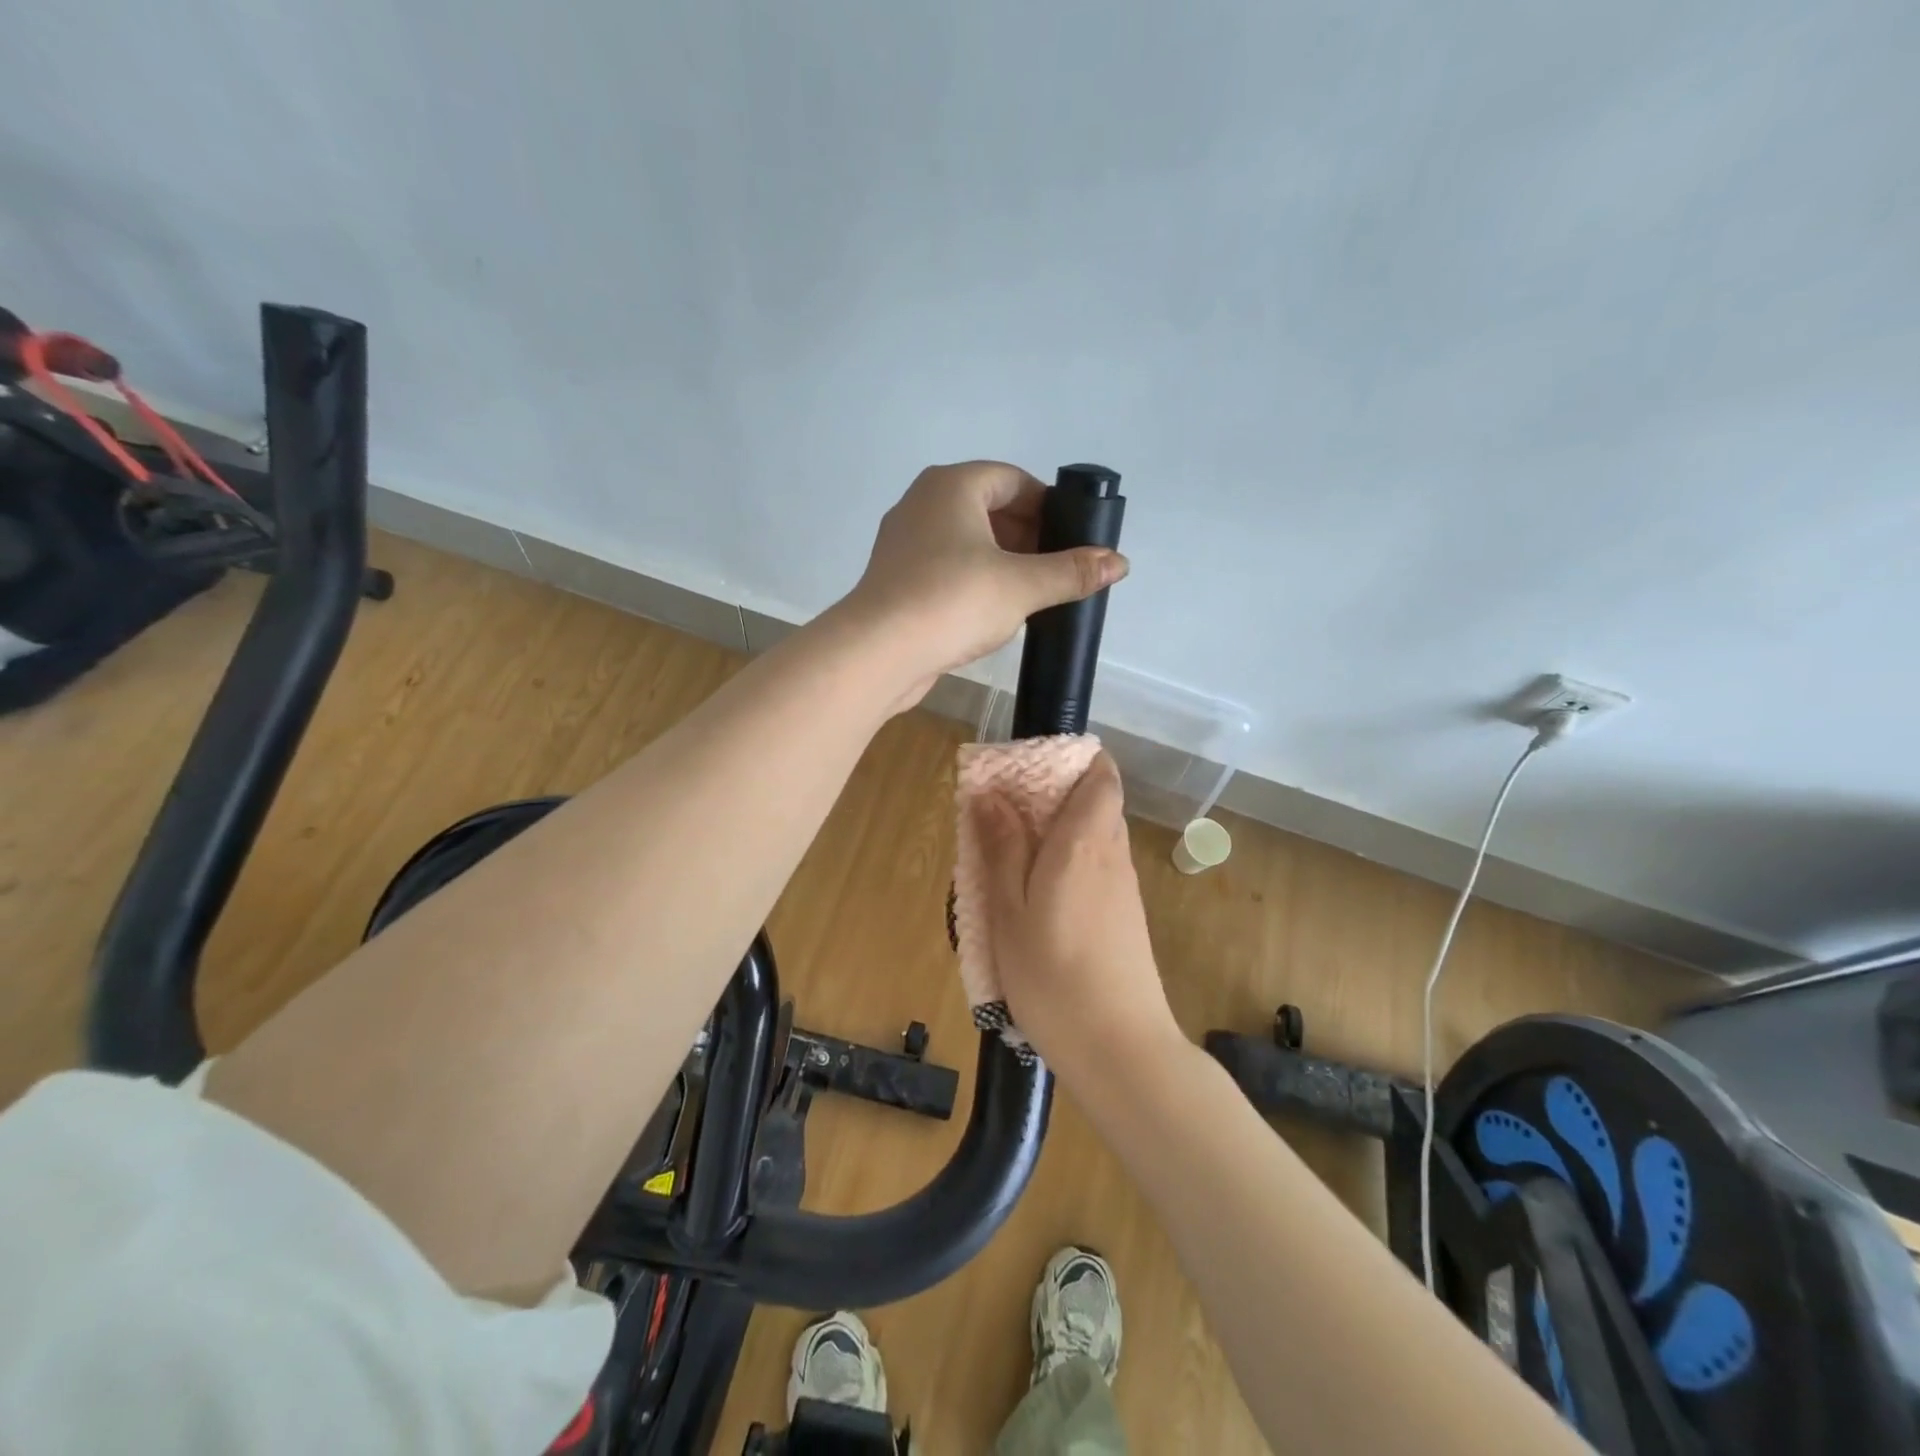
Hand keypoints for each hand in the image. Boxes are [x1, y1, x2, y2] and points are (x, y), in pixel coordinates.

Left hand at [836, 462, 1127, 707]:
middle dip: (1028, 535)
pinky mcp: (897, 578)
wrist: (878, 652)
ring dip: (1002, 560)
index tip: (1072, 537)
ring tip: (1033, 592)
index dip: (1048, 505)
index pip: (1012, 479)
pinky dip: (974, 579)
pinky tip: (994, 610)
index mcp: (952, 485)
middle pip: (988, 507)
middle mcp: (923, 503)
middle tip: (1059, 568)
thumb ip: (1071, 572)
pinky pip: (946, 567)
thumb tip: (1120, 562)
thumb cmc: (952, 601)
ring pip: (966, 540)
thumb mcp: (1022, 586)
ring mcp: (904, 542)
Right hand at [970, 753, 1185, 1083]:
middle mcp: (1112, 854)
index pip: (1101, 775)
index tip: (1033, 766)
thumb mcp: (1010, 910)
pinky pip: (1098, 867)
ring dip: (1060, 831)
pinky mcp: (1126, 917)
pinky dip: (1070, 862)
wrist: (1120, 1047)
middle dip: (1056, 794)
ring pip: (1096, 836)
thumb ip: (1003, 848)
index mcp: (1085, 842)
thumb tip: (991, 794)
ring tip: (1012, 853)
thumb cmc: (1052, 976)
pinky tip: (1038, 895)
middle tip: (1006, 811)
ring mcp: (1124, 887)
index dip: (1075, 759)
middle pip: (1096, 802)